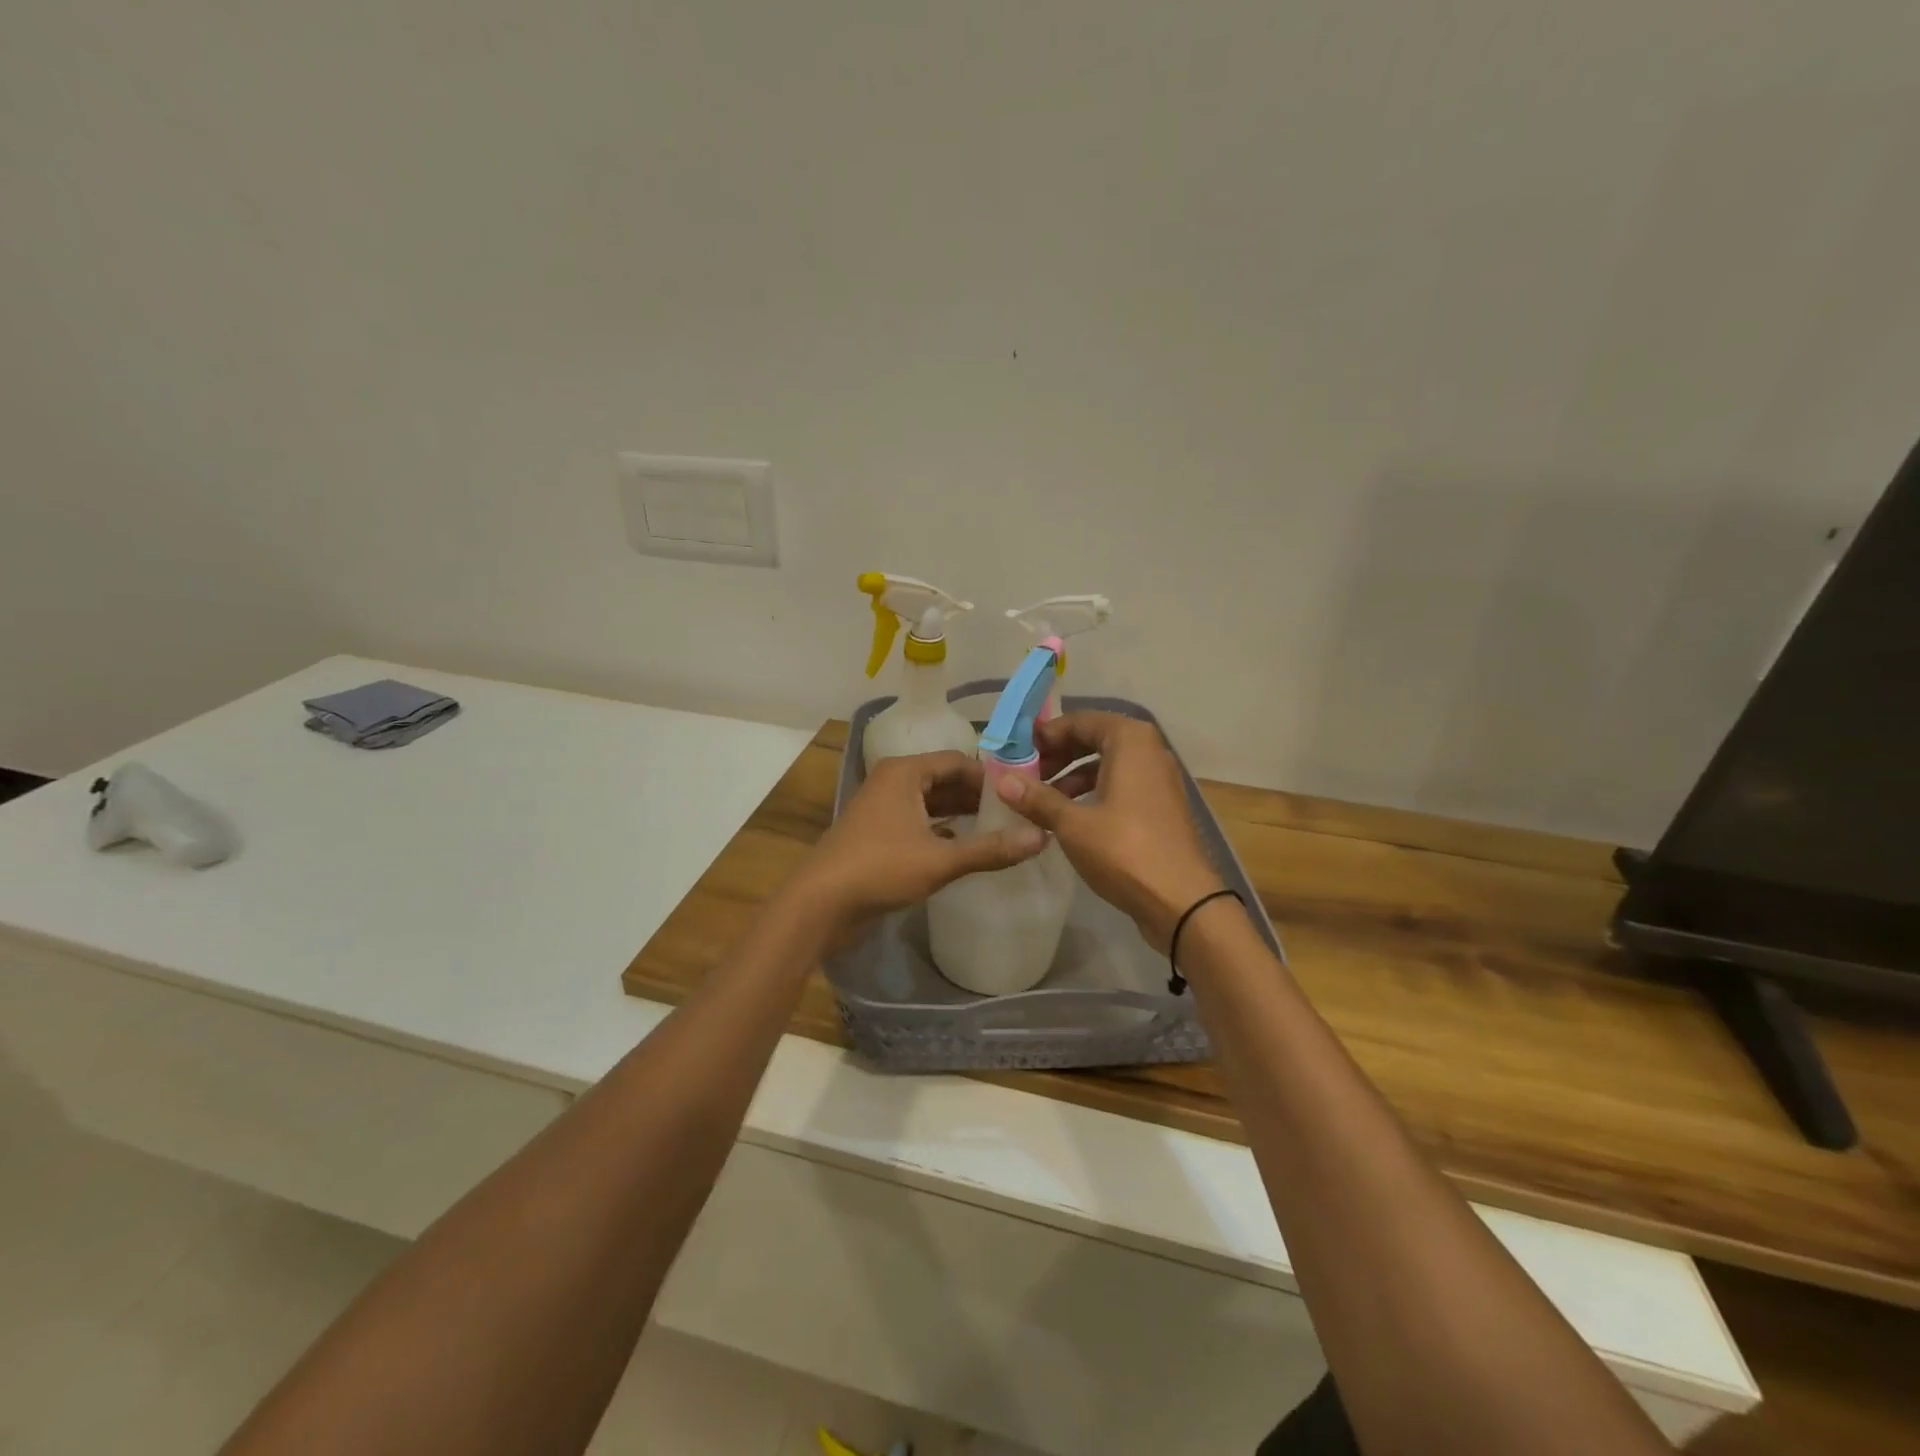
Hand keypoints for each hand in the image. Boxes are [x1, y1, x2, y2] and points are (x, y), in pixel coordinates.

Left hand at [794, 750, 1046, 936]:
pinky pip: (919, 822)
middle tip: (1017, 814)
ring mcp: (883, 809)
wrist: (820, 904)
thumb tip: (1041, 837)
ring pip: (932, 803)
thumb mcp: (940, 860)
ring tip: (1000, 830)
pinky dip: (942, 831)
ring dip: (961, 815)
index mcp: (905, 773)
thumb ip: (990, 849)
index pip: (958, 761)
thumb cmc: (880, 869)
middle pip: (945, 780)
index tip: (1022, 793)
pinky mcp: (878, 835)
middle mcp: (893, 782)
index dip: (991, 776)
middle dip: (978, 797)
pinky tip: (966, 849)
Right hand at [994, 712, 1224, 950]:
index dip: (1047, 734)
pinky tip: (1069, 818)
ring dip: (1073, 776)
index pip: (1081, 721)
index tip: (1018, 752)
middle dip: (1059, 755)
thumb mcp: (1072, 824)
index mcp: (1130, 741)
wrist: (1182, 901)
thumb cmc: (1124, 851)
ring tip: (1042, 800)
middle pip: (1095, 739)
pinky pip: (1121, 786)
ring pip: (1108, 765)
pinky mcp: (1160, 807)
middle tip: (1027, 775)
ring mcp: (1159, 780)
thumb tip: (1002, 780)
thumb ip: (1037, 799)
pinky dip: (1094, 793)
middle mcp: (1149, 751)